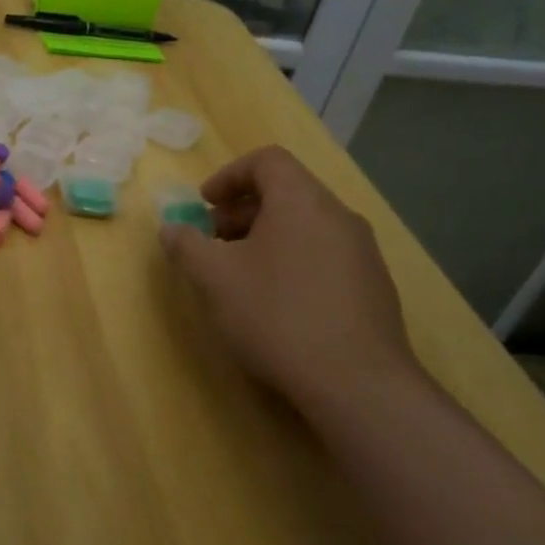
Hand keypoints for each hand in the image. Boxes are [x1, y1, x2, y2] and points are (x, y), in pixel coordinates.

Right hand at [160, 146, 421, 408]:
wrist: (357, 384)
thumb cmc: (277, 316)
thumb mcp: (215, 278)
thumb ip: (187, 245)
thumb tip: (171, 229)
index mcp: (302, 201)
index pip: (267, 160)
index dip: (229, 175)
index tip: (204, 204)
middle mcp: (338, 216)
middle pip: (287, 192)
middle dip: (242, 210)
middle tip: (213, 241)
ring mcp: (363, 252)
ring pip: (306, 225)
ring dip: (266, 237)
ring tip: (240, 274)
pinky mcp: (374, 287)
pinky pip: (325, 254)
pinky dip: (293, 259)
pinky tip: (277, 302)